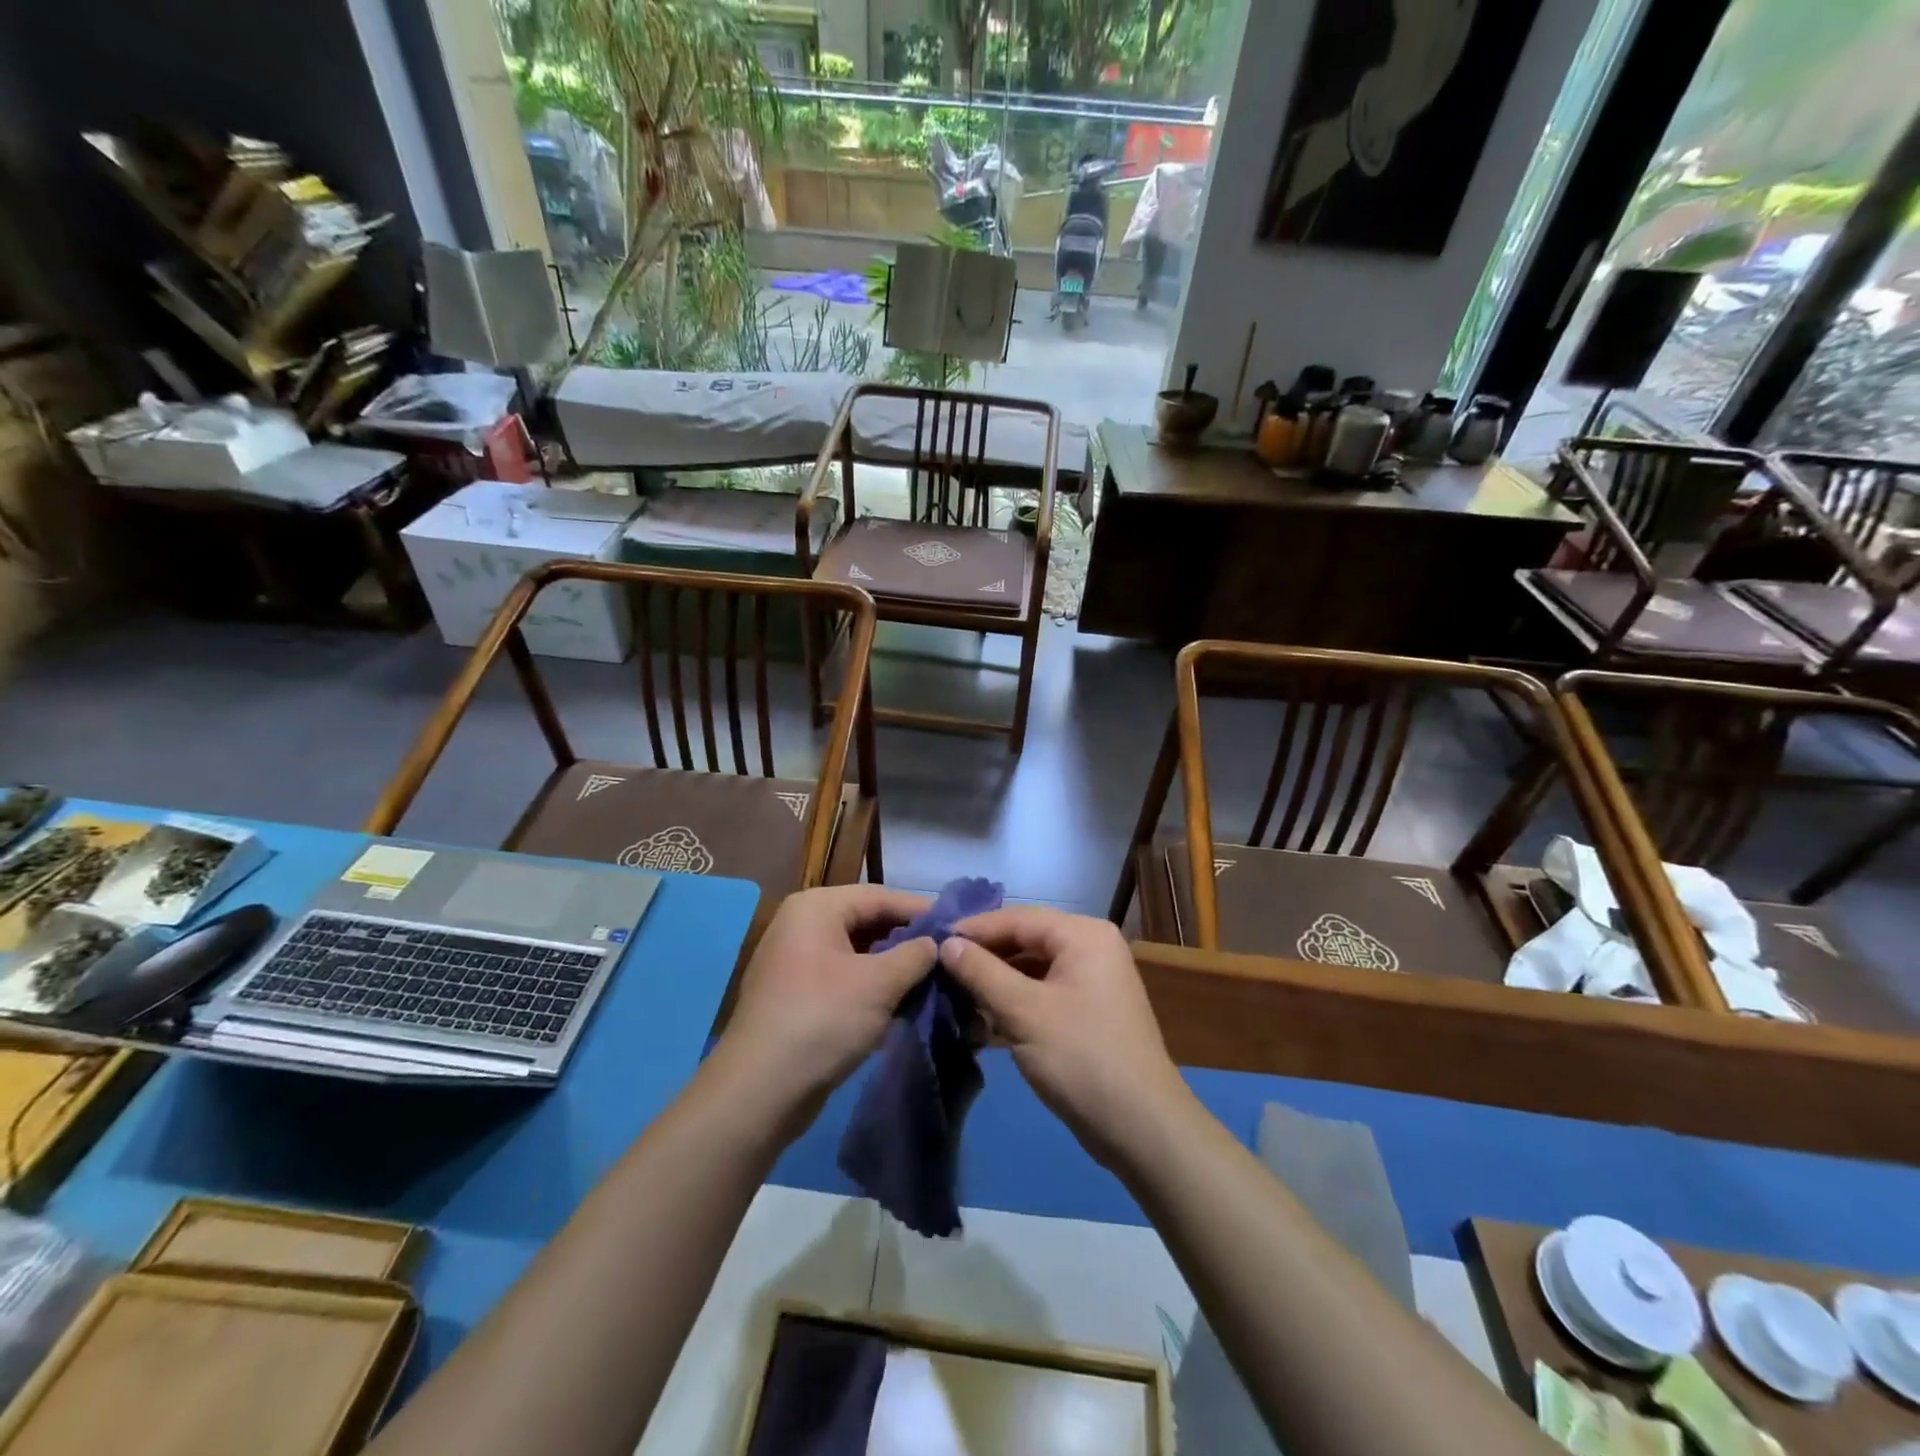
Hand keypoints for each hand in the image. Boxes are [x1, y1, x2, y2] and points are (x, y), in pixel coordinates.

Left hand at [717, 885, 934, 1109]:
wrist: (760, 1091)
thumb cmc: (822, 1019)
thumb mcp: (879, 983)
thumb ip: (915, 955)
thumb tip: (936, 943)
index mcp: (816, 907)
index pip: (880, 896)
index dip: (921, 910)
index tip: (958, 927)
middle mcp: (802, 924)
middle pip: (867, 922)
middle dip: (907, 941)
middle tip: (948, 956)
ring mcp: (795, 961)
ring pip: (857, 953)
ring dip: (893, 967)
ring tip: (932, 981)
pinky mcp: (796, 995)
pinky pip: (844, 978)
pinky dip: (872, 987)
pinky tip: (902, 1004)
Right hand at [939, 907, 1189, 1165]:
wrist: (1141, 1127)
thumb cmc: (1080, 1057)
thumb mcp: (1023, 1012)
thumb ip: (981, 972)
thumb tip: (946, 943)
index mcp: (1083, 935)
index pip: (1017, 918)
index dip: (973, 929)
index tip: (931, 941)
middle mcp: (1091, 947)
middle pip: (1025, 940)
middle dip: (983, 957)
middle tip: (938, 969)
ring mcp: (1092, 980)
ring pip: (1032, 969)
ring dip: (995, 983)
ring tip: (952, 994)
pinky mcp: (1088, 1011)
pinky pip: (1043, 993)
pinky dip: (1014, 1003)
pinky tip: (981, 1019)